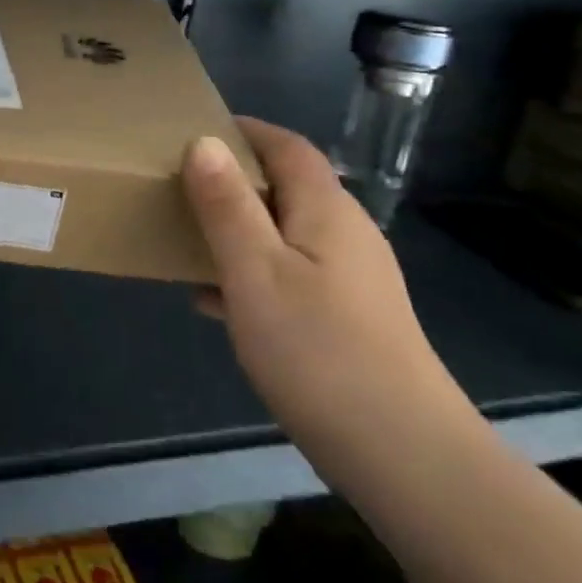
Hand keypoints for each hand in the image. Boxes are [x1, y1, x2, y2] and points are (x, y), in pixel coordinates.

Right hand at [182, 119, 473, 459]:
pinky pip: (290, 274)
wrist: (401, 452)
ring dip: (238, 228)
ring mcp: (352, 278)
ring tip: (188, 239)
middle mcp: (346, 233)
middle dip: (234, 179)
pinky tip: (215, 301)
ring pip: (285, 233)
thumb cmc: (318, 350)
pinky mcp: (348, 317)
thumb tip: (204, 142)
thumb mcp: (255, 271)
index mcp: (326, 210)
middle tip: (180, 186)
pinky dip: (251, 271)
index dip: (245, 130)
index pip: (287, 146)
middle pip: (287, 187)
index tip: (195, 130)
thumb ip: (227, 205)